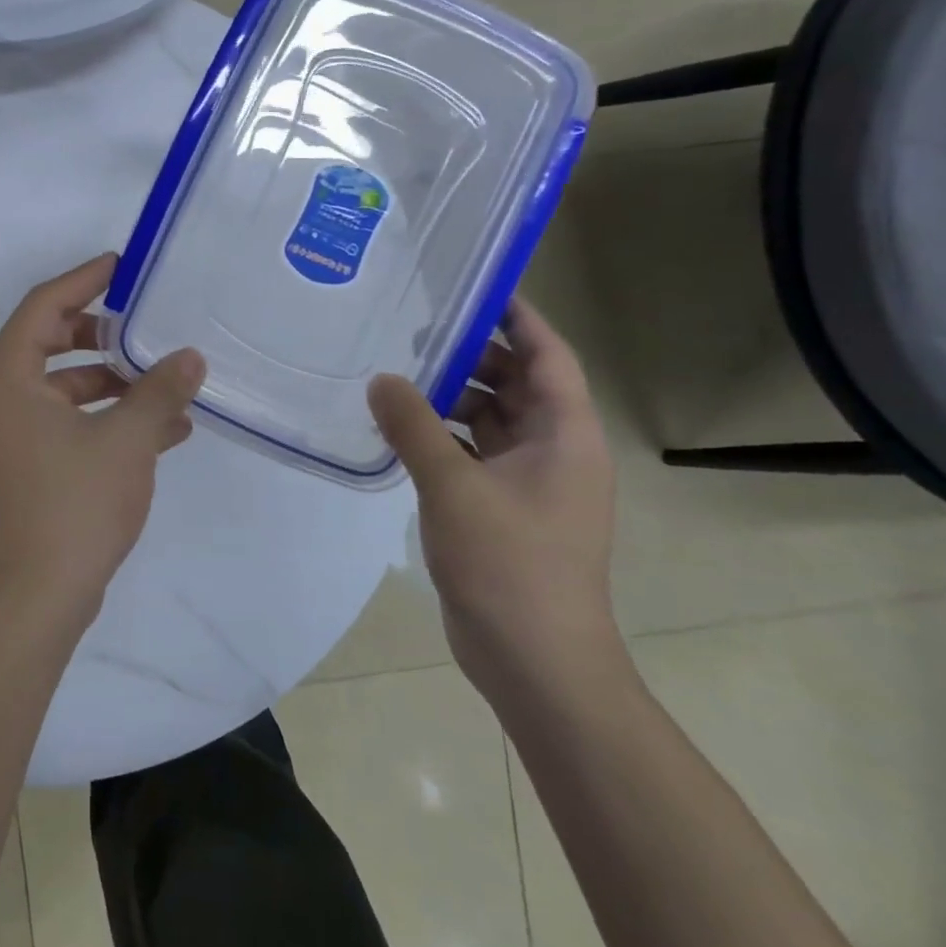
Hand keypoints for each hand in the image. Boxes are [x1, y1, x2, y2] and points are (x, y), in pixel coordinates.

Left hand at [0, 253, 204, 620]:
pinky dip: (106, 418)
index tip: (122, 265)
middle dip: (101, 334)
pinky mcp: (25, 464)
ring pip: (63, 386)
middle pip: (51, 341)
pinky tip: (164, 431)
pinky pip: (67, 422)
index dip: (84, 279)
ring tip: (168, 385)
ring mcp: (9, 433)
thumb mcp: (127, 440)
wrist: (36, 597)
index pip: (43, 304)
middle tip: (144, 326)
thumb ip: (159, 391)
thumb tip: (190, 357)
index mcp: (8, 376)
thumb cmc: (73, 504)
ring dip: (113, 383)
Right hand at [368, 297, 621, 702]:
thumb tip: (381, 379)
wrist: (535, 662)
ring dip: (449, 396)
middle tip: (413, 330)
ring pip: (490, 418)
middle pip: (517, 383)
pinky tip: (398, 427)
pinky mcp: (501, 507)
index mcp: (565, 437)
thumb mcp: (453, 486)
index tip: (476, 285)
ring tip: (395, 374)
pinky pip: (471, 451)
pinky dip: (440, 434)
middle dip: (471, 355)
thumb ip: (413, 426)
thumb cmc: (510, 565)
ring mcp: (528, 482)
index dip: (519, 317)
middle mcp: (553, 451)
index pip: (549, 356)